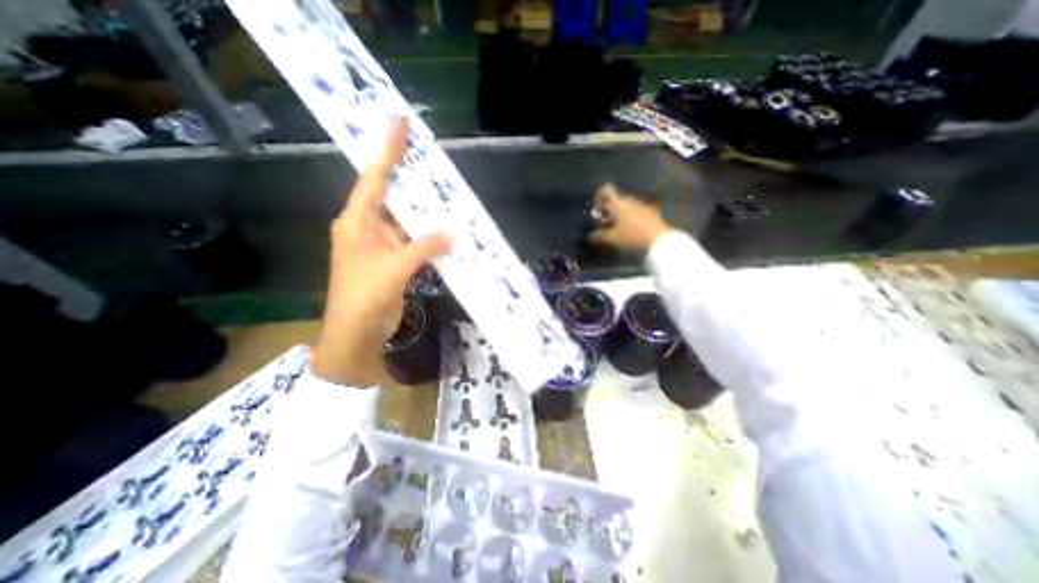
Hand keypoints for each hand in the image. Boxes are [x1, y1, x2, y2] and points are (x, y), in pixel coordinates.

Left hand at [311, 116, 449, 386]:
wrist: (356, 334)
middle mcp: (366, 227)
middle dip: (407, 175)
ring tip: (443, 189)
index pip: (373, 178)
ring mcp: (380, 245)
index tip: (399, 123)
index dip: (386, 150)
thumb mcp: (394, 268)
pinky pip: (412, 240)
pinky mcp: (392, 260)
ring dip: (422, 209)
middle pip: (389, 194)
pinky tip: (444, 229)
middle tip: (429, 155)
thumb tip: (452, 231)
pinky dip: (427, 235)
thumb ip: (423, 247)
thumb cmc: (365, 298)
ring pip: (404, 219)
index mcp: (356, 222)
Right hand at [583, 185, 673, 252]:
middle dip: (609, 208)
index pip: (606, 190)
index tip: (596, 206)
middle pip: (616, 199)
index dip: (599, 195)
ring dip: (620, 212)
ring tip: (617, 226)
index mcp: (618, 204)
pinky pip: (636, 210)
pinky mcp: (651, 211)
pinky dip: (630, 216)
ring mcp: (642, 205)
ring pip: (626, 204)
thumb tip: (589, 235)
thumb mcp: (612, 239)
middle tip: (604, 221)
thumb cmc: (632, 237)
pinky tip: (630, 228)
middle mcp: (630, 200)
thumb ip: (599, 236)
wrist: (659, 240)